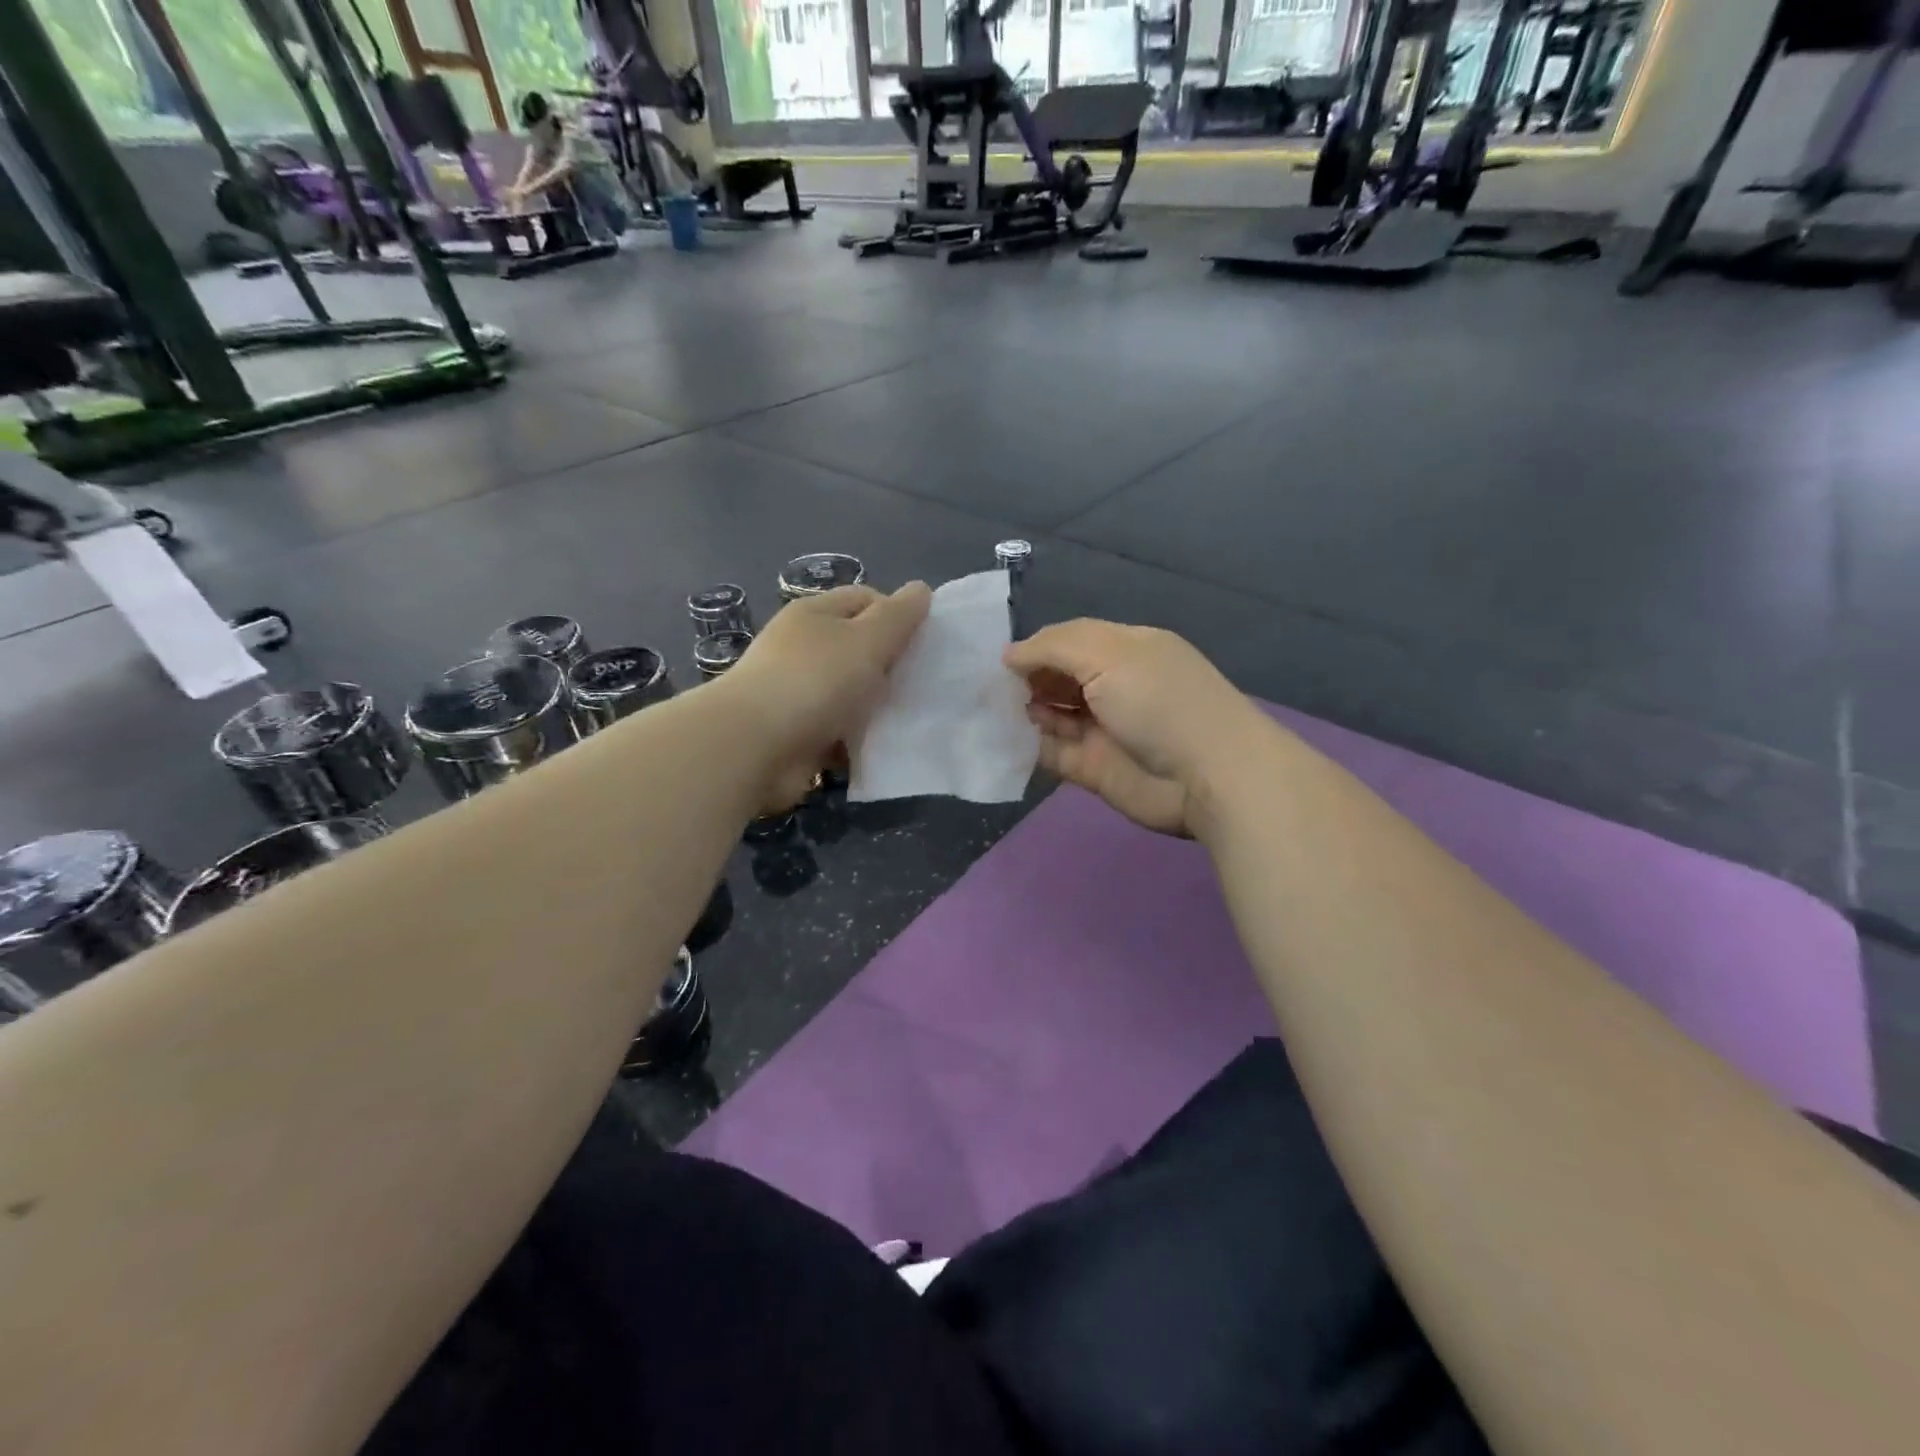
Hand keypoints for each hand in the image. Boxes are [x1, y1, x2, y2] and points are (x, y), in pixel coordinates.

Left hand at [721, 583, 931, 809]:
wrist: (754, 747)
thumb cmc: (815, 681)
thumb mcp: (867, 640)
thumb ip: (898, 616)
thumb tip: (921, 589)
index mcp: (815, 613)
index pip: (866, 599)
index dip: (897, 616)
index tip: (922, 645)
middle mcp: (802, 647)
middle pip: (858, 648)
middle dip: (889, 665)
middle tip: (920, 685)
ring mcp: (796, 691)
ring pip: (850, 692)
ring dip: (874, 707)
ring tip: (907, 719)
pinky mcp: (796, 732)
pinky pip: (837, 729)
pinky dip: (856, 738)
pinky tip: (879, 747)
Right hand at [1004, 621, 1263, 837]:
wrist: (1208, 776)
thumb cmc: (1159, 701)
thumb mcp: (1107, 654)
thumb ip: (1053, 647)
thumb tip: (1009, 654)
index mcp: (1126, 650)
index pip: (1071, 640)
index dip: (1036, 647)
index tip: (998, 659)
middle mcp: (1114, 686)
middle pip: (1060, 677)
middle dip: (1026, 678)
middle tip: (984, 686)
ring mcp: (1104, 729)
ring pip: (1054, 714)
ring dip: (1024, 710)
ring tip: (988, 710)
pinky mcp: (1094, 768)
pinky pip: (1054, 752)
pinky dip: (1029, 745)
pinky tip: (1002, 738)